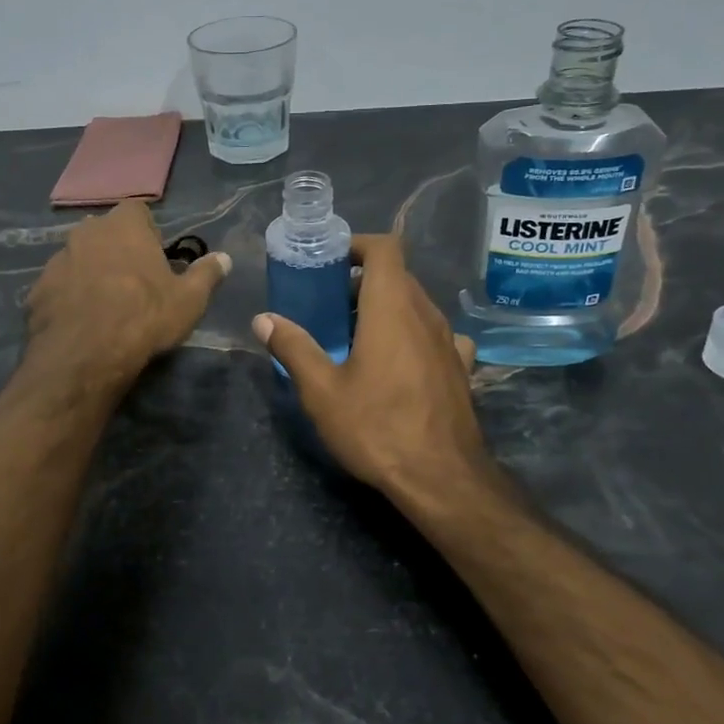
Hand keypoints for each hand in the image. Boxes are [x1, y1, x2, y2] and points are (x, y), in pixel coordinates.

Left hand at [25, 200, 231, 392]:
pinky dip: (69, 297)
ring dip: (90, 272)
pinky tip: (81, 322)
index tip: (155, 255)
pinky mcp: (37, 290)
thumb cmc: (144, 316)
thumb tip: (224, 258)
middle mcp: (86, 233)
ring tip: (105, 304)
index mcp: (123, 226)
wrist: (85, 354)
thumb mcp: (189, 300)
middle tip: (132, 280)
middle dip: (115, 248)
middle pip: (103, 232)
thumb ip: (207, 274)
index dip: (147, 230)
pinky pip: (59, 286)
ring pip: (78, 258)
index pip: (136, 210)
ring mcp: (57, 260)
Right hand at [254, 235, 499, 509]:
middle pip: (398, 276)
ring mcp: (449, 341)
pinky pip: (435, 336)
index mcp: (392, 308)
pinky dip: (412, 336)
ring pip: (416, 306)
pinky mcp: (461, 369)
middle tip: (328, 307)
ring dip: (386, 309)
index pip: (385, 248)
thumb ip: (293, 347)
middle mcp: (426, 314)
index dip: (357, 245)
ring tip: (356, 337)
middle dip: (362, 282)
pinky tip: (398, 364)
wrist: (442, 479)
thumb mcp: (322, 390)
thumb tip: (263, 319)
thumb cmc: (377, 427)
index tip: (330, 263)